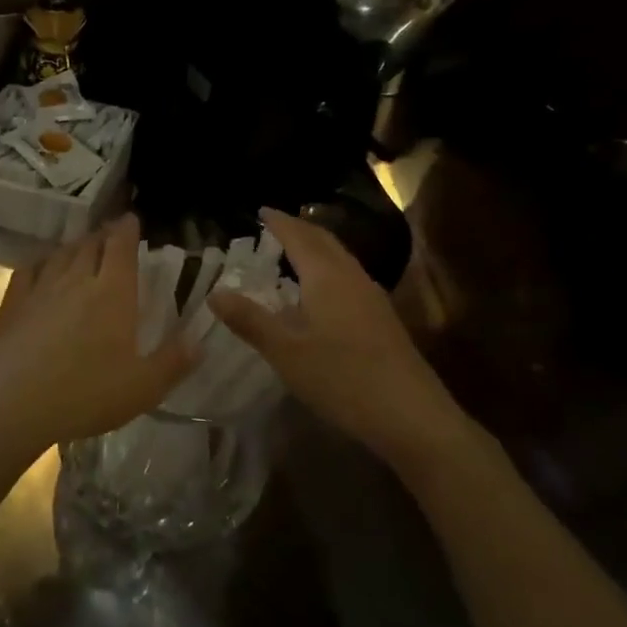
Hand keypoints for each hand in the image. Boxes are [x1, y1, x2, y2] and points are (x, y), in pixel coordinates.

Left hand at [0, 214, 197, 455]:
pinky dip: (41, 262)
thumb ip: (173, 362)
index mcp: (113, 293)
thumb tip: (200, 341)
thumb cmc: (85, 394)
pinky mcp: (13, 302)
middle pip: (91, 244)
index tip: (131, 219)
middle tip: (111, 234)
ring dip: (75, 246)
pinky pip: (29, 269)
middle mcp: (77, 280)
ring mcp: (41, 288)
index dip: (127, 229)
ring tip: (82, 247)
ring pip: (61, 254)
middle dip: (103, 235)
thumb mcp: (142, 388)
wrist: (12, 403)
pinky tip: (42, 267)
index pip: (121, 247)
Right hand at [208, 208, 483, 485]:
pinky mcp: (382, 319)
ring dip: (317, 247)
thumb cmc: (342, 378)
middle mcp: (352, 278)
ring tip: (294, 250)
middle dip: (299, 228)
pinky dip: (328, 268)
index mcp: (327, 277)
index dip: (279, 222)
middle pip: (324, 241)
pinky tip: (322, 291)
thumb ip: (250, 320)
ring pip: (340, 259)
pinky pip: (349, 277)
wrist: (412, 416)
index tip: (261, 210)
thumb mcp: (286, 352)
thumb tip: (214, 292)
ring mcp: (372, 298)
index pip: (299, 237)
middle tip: (275, 224)